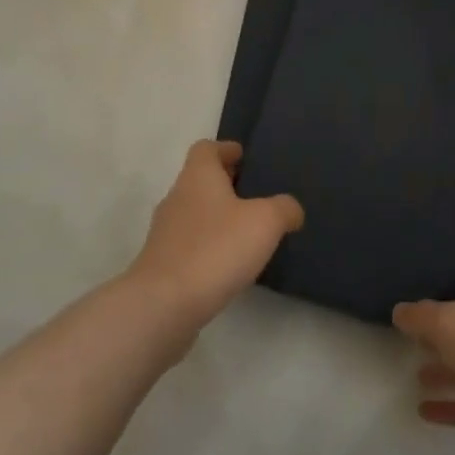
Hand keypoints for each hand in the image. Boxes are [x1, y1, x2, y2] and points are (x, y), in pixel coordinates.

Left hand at [129, 140, 302, 331]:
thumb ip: (284, 208)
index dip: (226, 149)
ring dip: (218, 218)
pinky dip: (209, 246)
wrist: (164, 305)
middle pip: (200, 181)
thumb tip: (290, 210)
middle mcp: (176, 198)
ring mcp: (165, 233)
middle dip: (226, 185)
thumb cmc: (216, 249)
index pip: (206, 148)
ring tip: (248, 233)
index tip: (245, 158)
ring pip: (195, 213)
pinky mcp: (163, 265)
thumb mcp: (265, 222)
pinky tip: (230, 264)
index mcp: (197, 177)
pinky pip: (190, 244)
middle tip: (256, 196)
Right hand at [393, 274, 454, 454]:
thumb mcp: (447, 321)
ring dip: (446, 371)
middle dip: (441, 333)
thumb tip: (400, 311)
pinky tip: (424, 412)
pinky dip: (453, 407)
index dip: (444, 289)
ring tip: (413, 375)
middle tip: (408, 338)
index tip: (415, 298)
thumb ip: (420, 316)